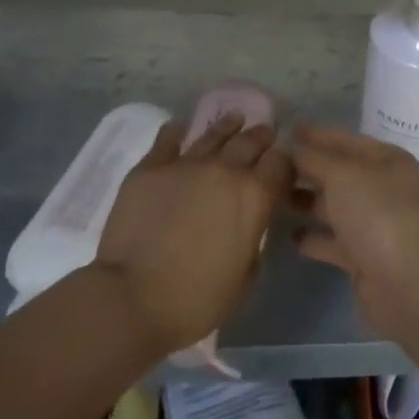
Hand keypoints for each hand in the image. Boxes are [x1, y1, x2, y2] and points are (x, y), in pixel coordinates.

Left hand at [93, 114, 290, 356]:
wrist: (133, 299)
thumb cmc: (197, 300)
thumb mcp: (245, 276)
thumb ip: (253, 239)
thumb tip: (248, 224)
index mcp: (255, 197)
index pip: (281, 164)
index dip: (285, 163)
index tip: (283, 167)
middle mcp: (225, 171)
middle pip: (250, 141)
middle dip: (261, 137)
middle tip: (265, 133)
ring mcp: (185, 165)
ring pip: (213, 134)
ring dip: (228, 126)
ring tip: (235, 119)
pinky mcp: (149, 169)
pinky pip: (167, 140)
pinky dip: (176, 131)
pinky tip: (180, 126)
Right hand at [290, 123, 418, 337]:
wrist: (405, 281)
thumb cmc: (375, 213)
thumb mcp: (342, 174)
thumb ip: (314, 158)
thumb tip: (292, 149)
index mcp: (387, 160)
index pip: (346, 140)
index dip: (317, 134)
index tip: (287, 128)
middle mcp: (383, 188)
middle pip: (339, 173)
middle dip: (307, 169)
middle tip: (270, 165)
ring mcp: (374, 224)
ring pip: (334, 206)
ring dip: (306, 202)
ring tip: (271, 198)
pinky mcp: (364, 256)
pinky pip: (333, 240)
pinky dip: (314, 237)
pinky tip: (290, 235)